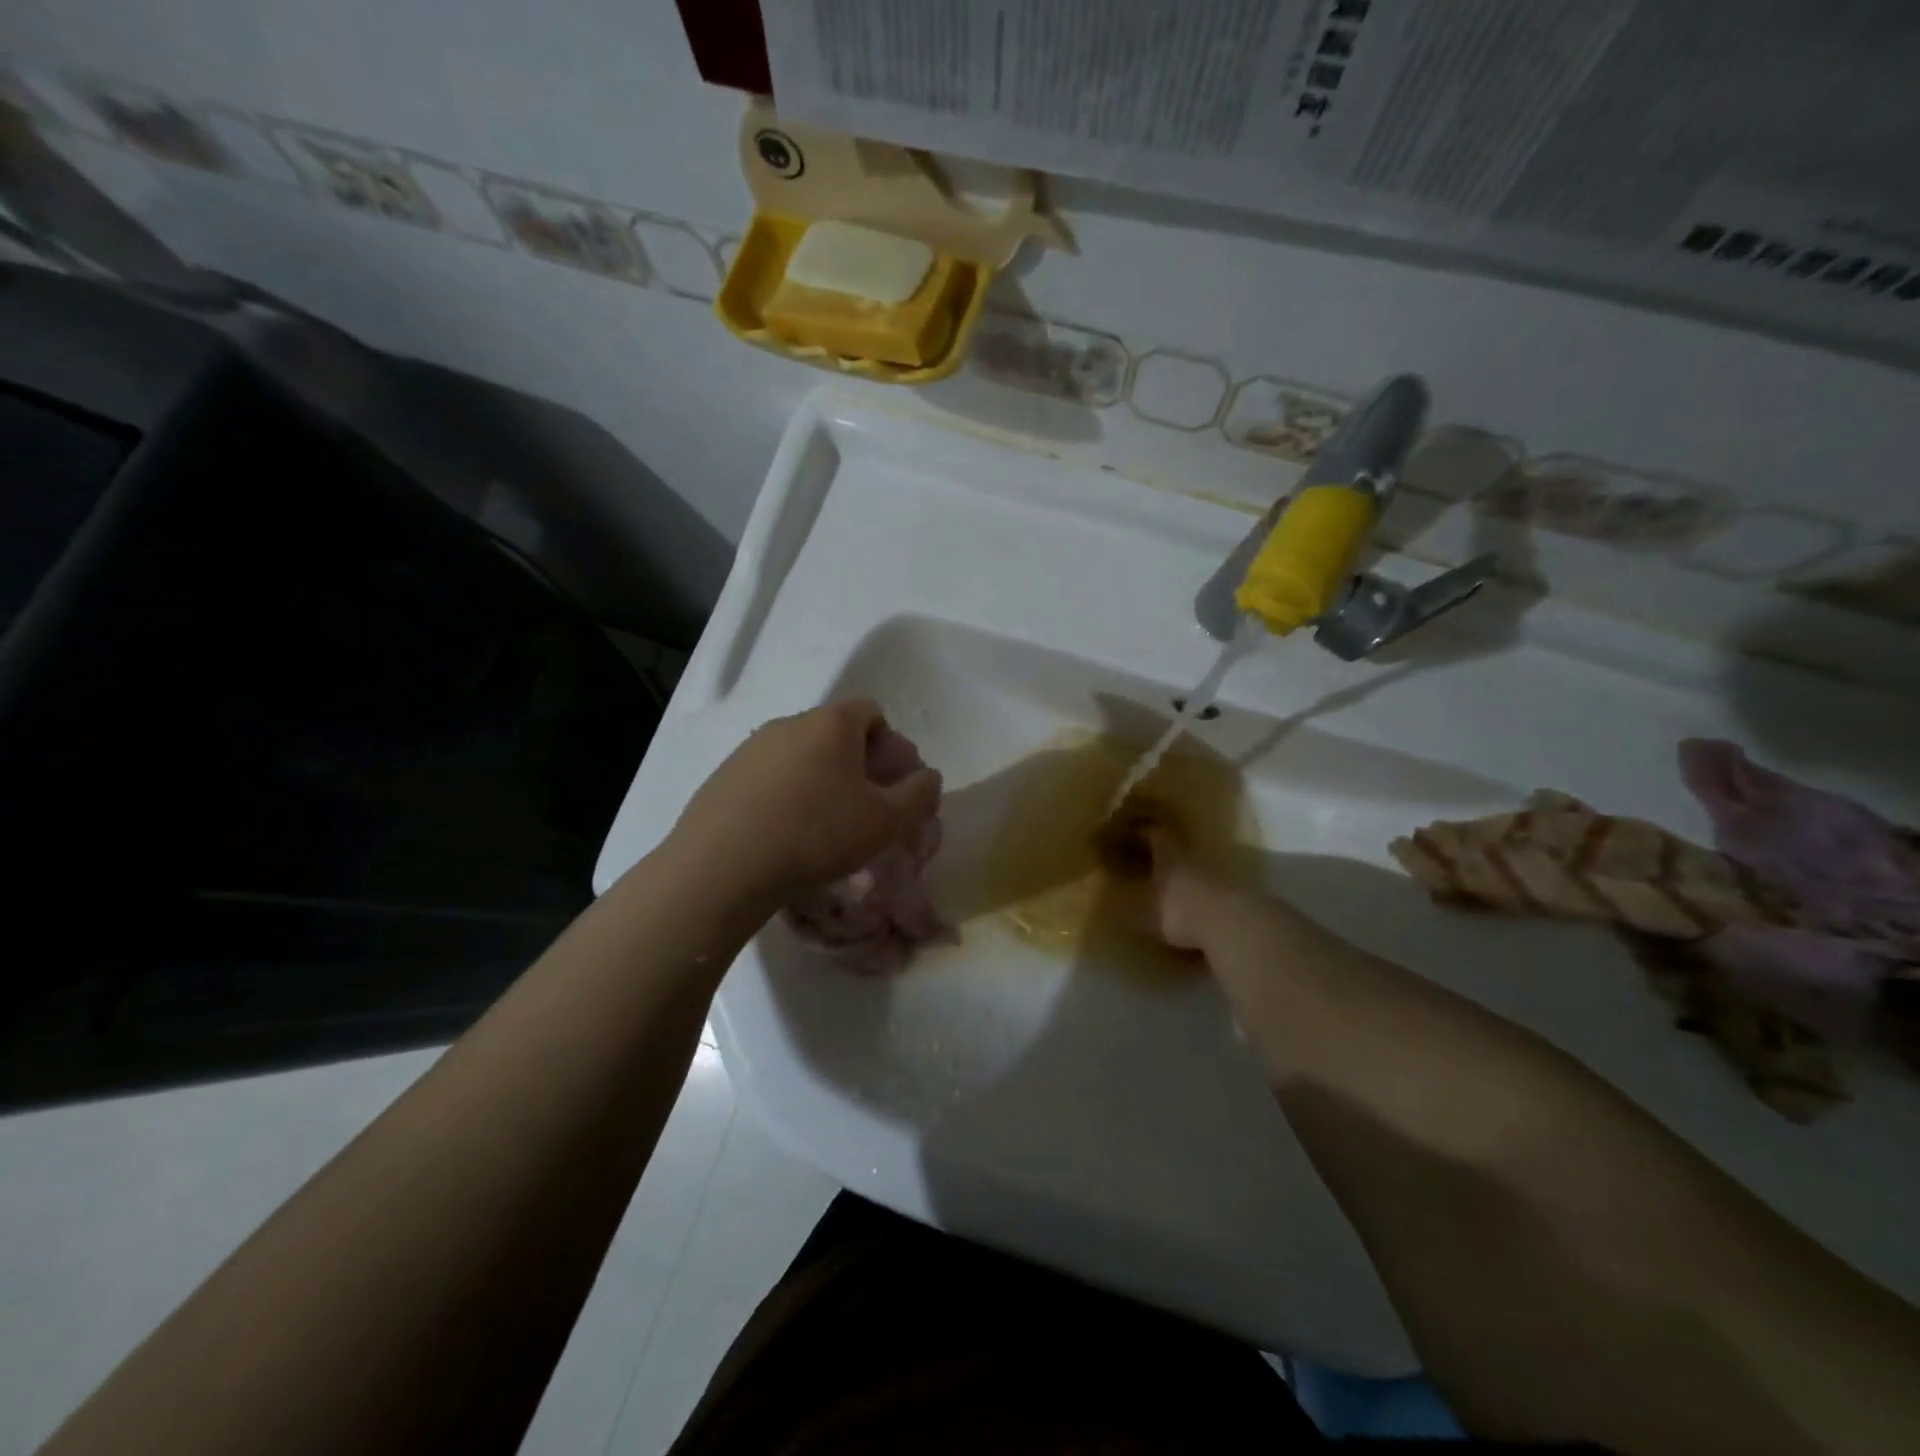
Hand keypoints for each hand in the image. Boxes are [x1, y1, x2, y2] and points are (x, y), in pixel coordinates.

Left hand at [669, 699, 941, 903]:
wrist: (725, 864)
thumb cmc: (818, 833)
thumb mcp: (885, 821)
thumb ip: (917, 794)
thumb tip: (928, 776)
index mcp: (831, 723)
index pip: (872, 712)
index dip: (890, 745)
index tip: (891, 784)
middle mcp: (789, 723)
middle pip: (835, 733)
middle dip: (856, 765)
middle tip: (863, 808)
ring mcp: (751, 748)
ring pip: (800, 756)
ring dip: (819, 781)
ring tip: (822, 827)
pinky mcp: (724, 775)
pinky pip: (768, 777)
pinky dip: (784, 796)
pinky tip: (783, 834)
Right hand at [1095, 804, 1234, 953]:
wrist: (1233, 925)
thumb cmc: (1178, 910)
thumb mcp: (1140, 912)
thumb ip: (1123, 908)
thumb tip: (1105, 903)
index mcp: (1168, 855)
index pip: (1153, 833)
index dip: (1140, 831)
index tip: (1129, 831)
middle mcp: (1193, 859)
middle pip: (1176, 850)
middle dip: (1161, 856)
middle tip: (1145, 862)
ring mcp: (1218, 876)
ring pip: (1195, 871)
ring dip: (1183, 878)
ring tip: (1169, 890)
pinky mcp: (1236, 898)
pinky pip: (1211, 893)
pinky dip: (1200, 899)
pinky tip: (1193, 913)